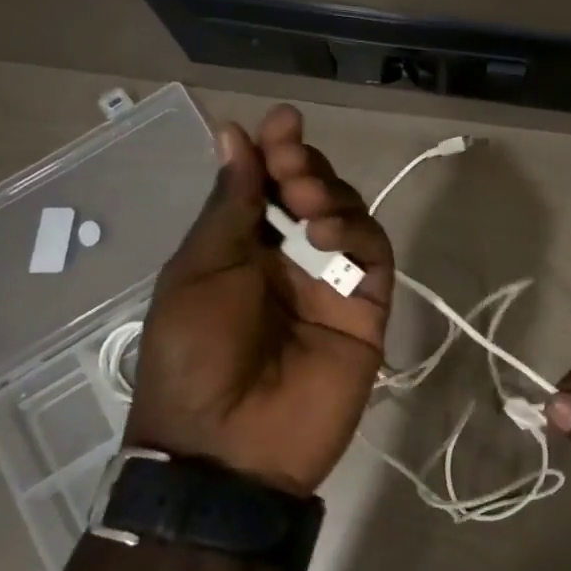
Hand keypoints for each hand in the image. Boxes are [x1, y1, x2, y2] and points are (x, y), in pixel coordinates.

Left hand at [127, 105, 393, 495]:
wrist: (229, 448)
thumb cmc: (195, 355)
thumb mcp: (199, 271)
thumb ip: (229, 205)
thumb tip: (234, 133)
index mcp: (241, 249)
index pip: (267, 186)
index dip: (276, 151)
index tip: (282, 122)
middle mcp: (289, 259)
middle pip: (313, 193)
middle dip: (304, 167)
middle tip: (290, 165)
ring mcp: (330, 284)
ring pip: (350, 217)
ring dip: (331, 195)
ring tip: (306, 205)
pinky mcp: (366, 310)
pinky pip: (375, 257)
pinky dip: (359, 234)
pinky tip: (328, 236)